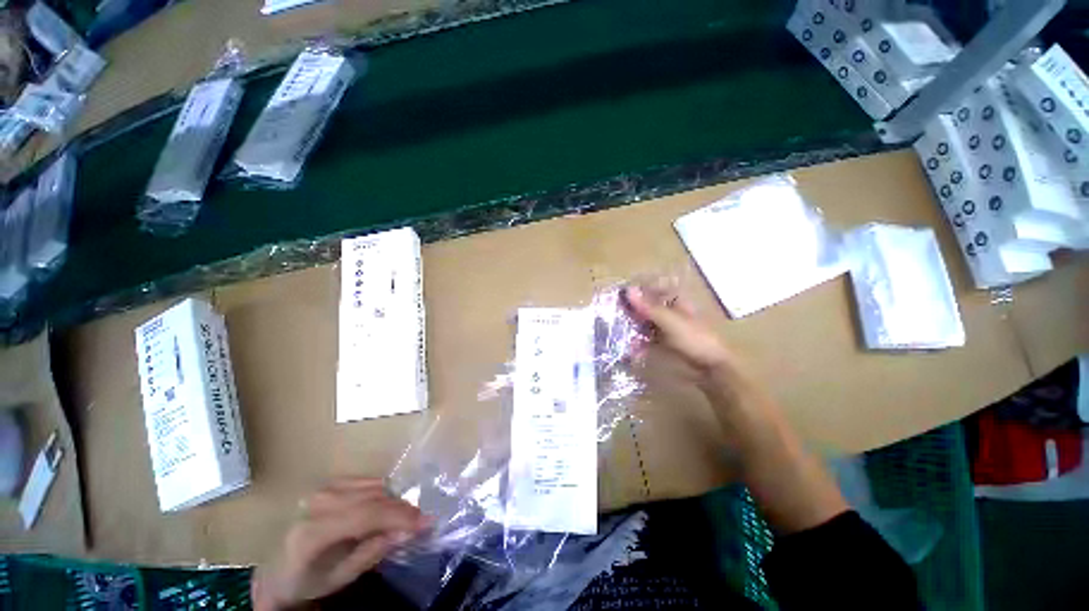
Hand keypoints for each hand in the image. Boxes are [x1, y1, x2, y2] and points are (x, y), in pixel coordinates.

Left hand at [252, 478, 430, 610]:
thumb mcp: (340, 577)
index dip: (400, 516)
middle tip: (419, 521)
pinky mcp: (328, 483)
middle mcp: (318, 502)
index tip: (426, 521)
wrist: (275, 573)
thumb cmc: (306, 582)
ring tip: (402, 518)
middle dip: (401, 508)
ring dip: (393, 501)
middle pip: (374, 497)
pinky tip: (384, 508)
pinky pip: (367, 482)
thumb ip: (374, 551)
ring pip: (374, 486)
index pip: (367, 515)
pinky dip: (382, 493)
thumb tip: (409, 530)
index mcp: (314, 531)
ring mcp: (322, 489)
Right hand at [623, 285, 734, 380]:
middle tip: (613, 312)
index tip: (619, 294)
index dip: (636, 289)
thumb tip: (628, 290)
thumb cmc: (696, 339)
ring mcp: (666, 326)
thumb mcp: (671, 321)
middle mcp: (669, 309)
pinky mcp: (662, 341)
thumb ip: (649, 307)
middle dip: (631, 308)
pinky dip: (637, 339)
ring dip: (632, 324)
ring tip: (617, 328)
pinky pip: (645, 336)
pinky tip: (629, 345)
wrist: (712, 368)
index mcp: (676, 298)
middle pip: (646, 303)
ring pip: (644, 320)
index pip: (652, 286)